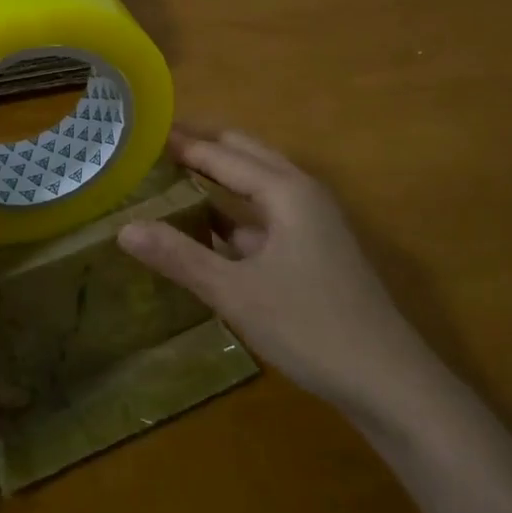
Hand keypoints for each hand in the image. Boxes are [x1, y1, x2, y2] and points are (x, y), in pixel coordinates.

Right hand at [118, 129, 427, 419]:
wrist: (388, 381)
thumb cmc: (310, 326)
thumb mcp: (235, 292)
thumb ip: (180, 257)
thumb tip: (123, 229)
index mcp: (286, 190)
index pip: (222, 154)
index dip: (183, 143)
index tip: (144, 131)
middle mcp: (302, 193)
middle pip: (245, 156)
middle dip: (203, 148)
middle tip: (155, 149)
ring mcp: (313, 221)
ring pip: (258, 186)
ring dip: (220, 179)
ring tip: (173, 179)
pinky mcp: (315, 249)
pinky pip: (267, 215)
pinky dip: (235, 214)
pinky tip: (208, 230)